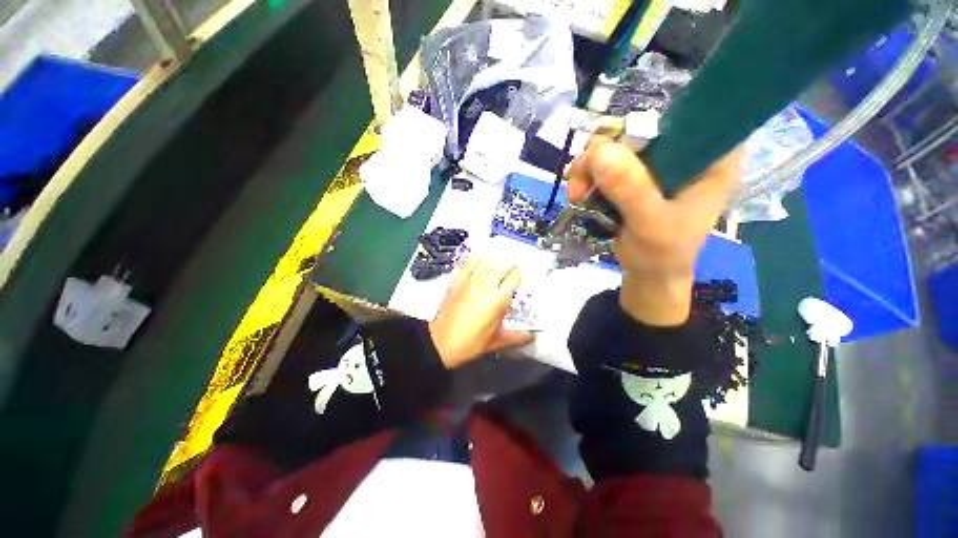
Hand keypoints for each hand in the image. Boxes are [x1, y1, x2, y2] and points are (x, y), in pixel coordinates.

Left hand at [429, 258, 535, 368]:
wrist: (442, 342)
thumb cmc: (472, 342)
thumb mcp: (497, 341)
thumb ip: (518, 337)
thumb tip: (533, 336)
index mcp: (499, 299)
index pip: (515, 278)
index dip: (520, 273)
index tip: (522, 274)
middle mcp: (487, 285)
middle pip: (503, 266)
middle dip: (511, 262)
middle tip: (515, 261)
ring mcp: (471, 281)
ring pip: (488, 262)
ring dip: (497, 256)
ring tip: (503, 249)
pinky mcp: (458, 281)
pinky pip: (468, 264)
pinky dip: (475, 257)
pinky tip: (479, 252)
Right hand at [566, 137, 743, 325]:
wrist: (649, 273)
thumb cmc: (663, 254)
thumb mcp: (651, 225)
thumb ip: (630, 189)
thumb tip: (599, 150)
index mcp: (711, 155)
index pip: (684, 115)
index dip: (645, 125)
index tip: (613, 154)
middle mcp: (682, 150)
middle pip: (636, 128)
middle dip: (601, 155)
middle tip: (581, 185)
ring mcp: (654, 163)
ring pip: (612, 146)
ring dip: (587, 169)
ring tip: (576, 197)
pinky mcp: (632, 175)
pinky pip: (601, 163)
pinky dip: (585, 177)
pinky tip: (579, 195)